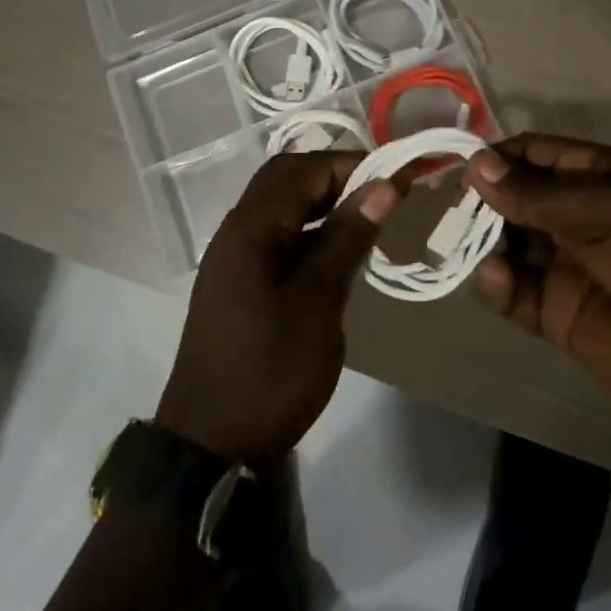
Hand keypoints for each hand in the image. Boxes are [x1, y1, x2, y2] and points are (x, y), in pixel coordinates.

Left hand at [157, 153, 398, 467]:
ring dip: (322, 200)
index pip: (305, 169)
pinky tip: (338, 251)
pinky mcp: (239, 280)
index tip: (399, 177)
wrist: (211, 445)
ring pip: (281, 205)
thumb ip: (348, 238)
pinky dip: (309, 229)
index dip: (353, 165)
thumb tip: (385, 185)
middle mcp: (237, 229)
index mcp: (251, 227)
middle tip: (382, 192)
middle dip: (335, 175)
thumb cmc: (270, 371)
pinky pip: (277, 234)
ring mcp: (234, 256)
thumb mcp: (317, 302)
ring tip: (369, 215)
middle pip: (286, 178)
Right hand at [467, 134, 610, 440]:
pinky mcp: (558, 314)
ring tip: (474, 247)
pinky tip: (497, 280)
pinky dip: (497, 284)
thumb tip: (476, 165)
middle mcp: (580, 216)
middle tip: (459, 212)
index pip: (538, 154)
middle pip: (516, 197)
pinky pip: (514, 291)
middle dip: (486, 201)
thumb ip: (538, 193)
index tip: (463, 167)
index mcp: (603, 178)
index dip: (501, 157)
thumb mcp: (610, 208)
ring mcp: (567, 266)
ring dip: (486, 241)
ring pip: (508, 243)